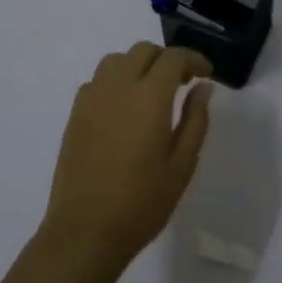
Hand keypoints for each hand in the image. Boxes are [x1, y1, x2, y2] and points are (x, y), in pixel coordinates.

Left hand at [42, 41, 215, 270]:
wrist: (85, 231)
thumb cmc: (141, 203)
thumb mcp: (181, 165)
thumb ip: (195, 120)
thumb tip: (203, 88)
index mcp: (149, 97)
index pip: (173, 58)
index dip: (193, 59)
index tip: (206, 73)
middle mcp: (118, 87)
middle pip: (143, 51)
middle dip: (167, 59)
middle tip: (183, 83)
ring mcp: (92, 98)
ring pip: (117, 60)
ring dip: (138, 65)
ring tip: (152, 91)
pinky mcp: (75, 113)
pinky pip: (98, 80)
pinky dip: (116, 80)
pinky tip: (124, 108)